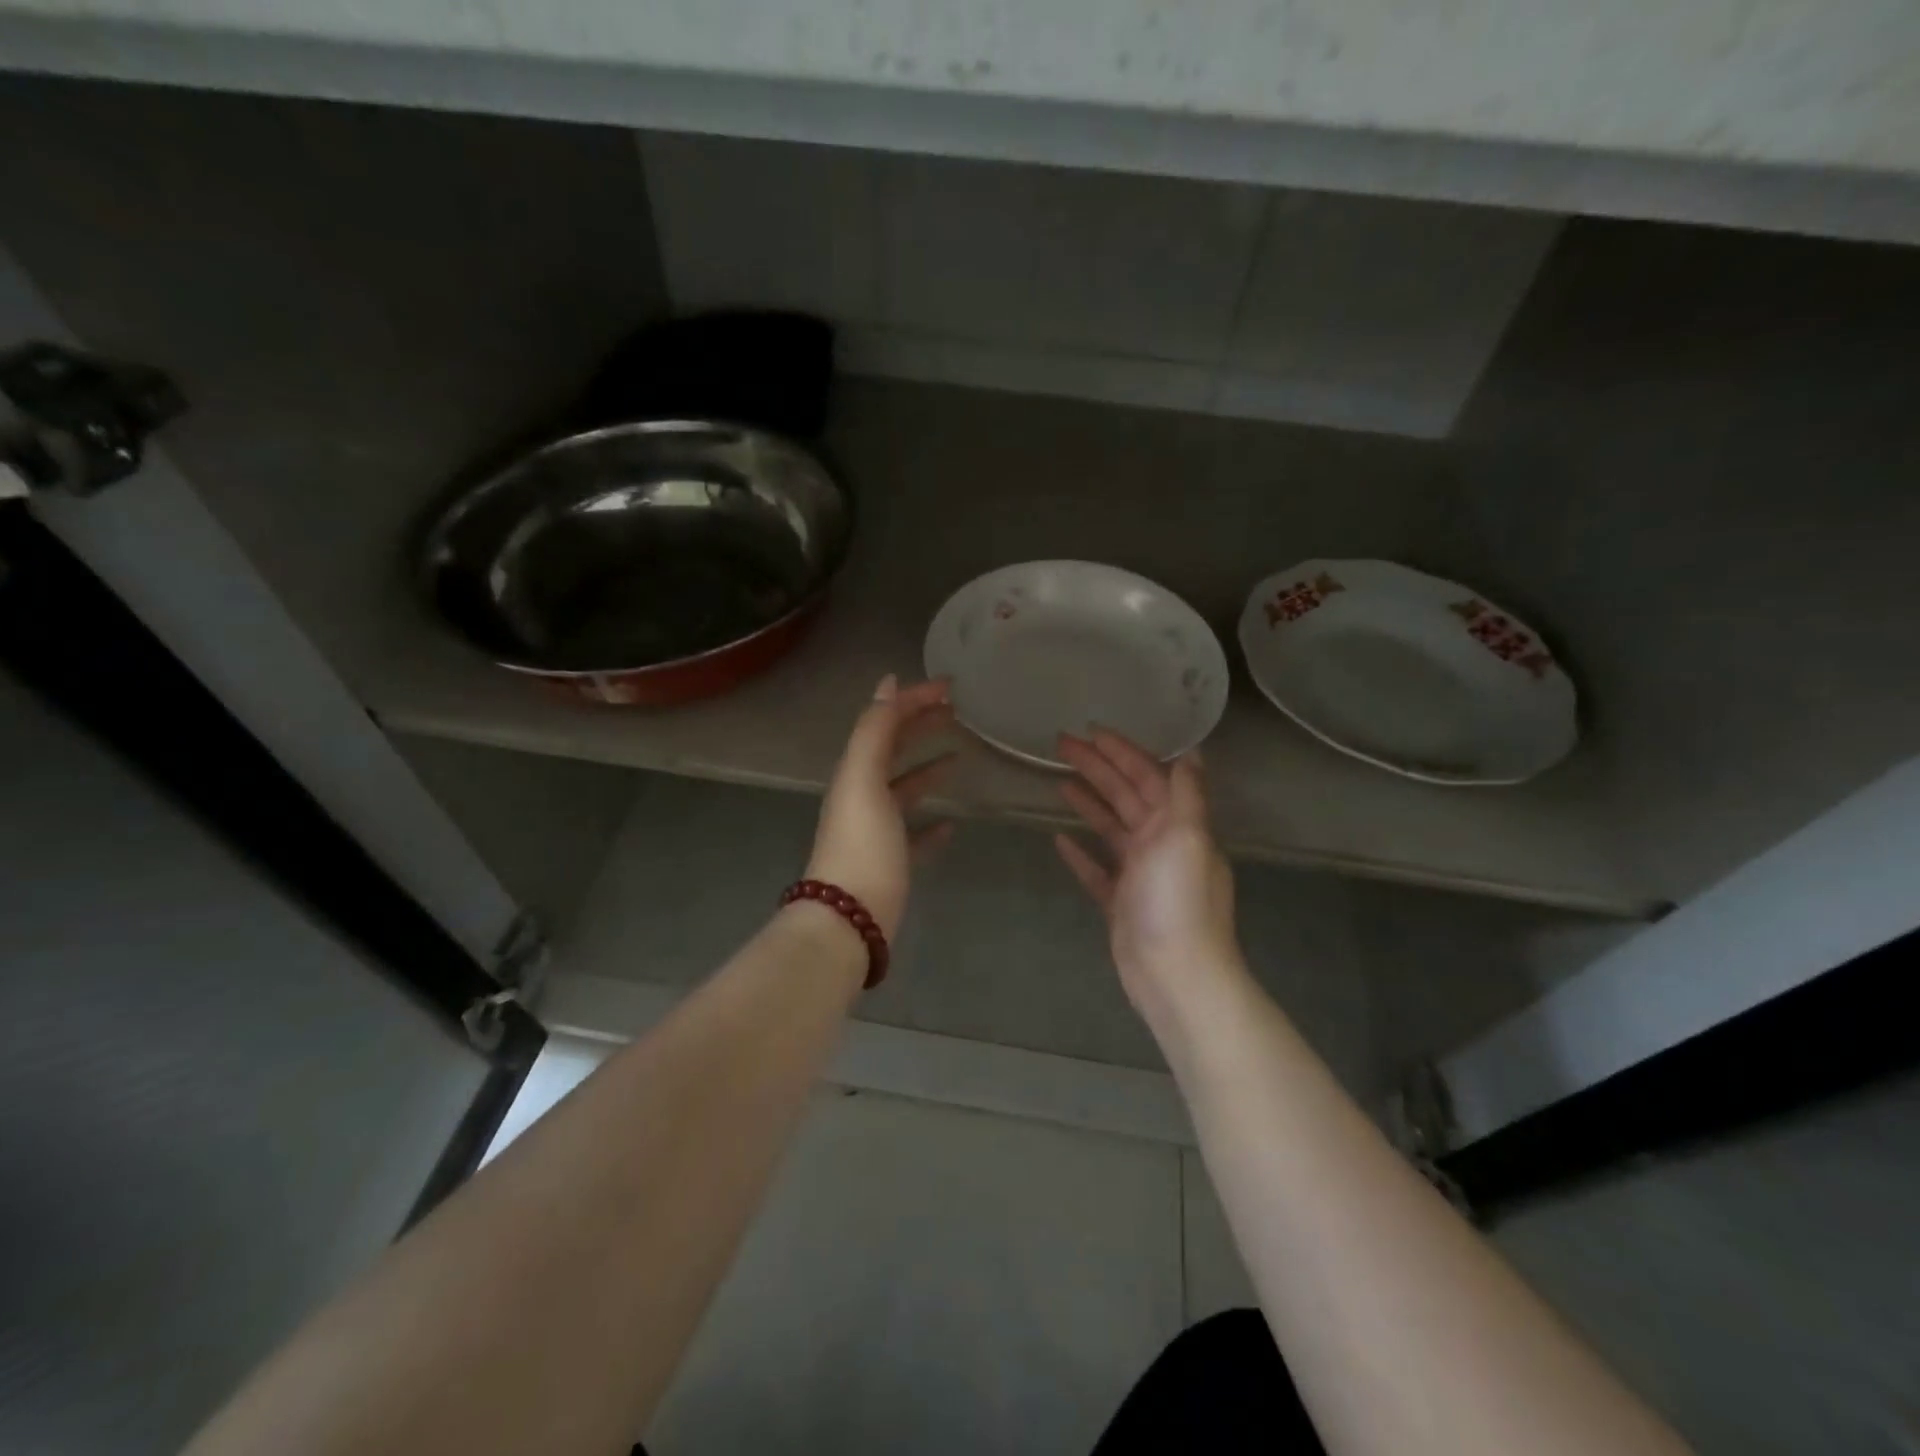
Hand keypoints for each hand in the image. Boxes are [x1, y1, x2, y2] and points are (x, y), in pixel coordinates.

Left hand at [804, 675, 956, 939]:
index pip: (885, 722)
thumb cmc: (861, 844)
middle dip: (921, 726)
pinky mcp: (892, 862)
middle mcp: (863, 795)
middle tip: (957, 711)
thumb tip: (887, 683)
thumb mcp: (864, 779)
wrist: (849, 919)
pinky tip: (952, 823)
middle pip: (894, 750)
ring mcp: (878, 831)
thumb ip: (874, 731)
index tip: (951, 686)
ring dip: (928, 768)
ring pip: (905, 789)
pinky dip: (932, 824)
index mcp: (856, 772)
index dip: (914, 699)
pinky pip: (915, 835)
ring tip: (959, 756)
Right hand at [1054, 730, 1241, 1023]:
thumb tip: (1193, 751)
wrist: (1175, 975)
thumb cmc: (1178, 901)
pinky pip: (1097, 869)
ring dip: (1088, 801)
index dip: (1121, 752)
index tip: (1091, 731)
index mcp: (1177, 824)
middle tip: (1060, 744)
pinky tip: (1059, 839)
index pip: (1148, 775)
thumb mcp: (1187, 838)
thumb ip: (1187, 794)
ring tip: (1059, 780)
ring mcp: (1139, 874)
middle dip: (1096, 767)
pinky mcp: (1120, 902)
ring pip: (1110, 827)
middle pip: (1124, 795)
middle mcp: (1161, 843)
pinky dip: (1081, 853)